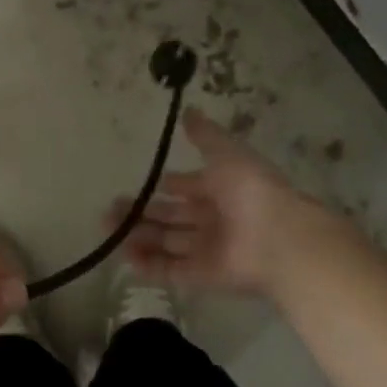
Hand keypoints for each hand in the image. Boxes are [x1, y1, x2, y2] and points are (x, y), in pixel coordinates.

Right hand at [110, 107, 327, 297]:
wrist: (278, 238)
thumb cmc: (251, 190)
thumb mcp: (227, 152)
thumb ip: (205, 135)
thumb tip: (187, 110)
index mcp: (221, 190)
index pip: (188, 188)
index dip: (169, 186)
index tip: (144, 184)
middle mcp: (213, 220)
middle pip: (171, 217)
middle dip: (141, 213)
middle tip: (109, 211)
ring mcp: (207, 249)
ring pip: (166, 243)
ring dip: (138, 237)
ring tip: (107, 230)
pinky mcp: (202, 276)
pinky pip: (171, 270)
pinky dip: (149, 265)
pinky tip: (125, 256)